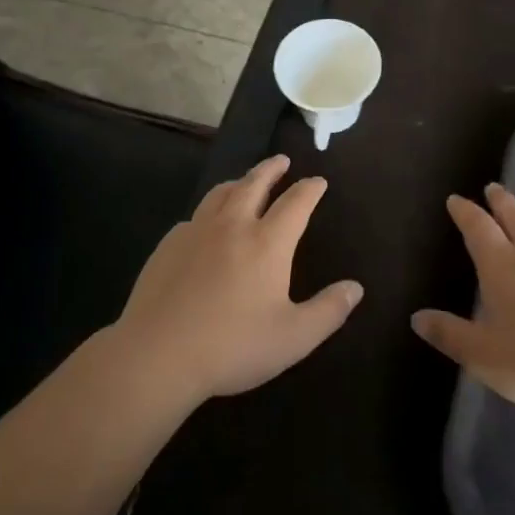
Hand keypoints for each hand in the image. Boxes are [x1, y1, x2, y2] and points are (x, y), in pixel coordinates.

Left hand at [114, 155, 362, 405]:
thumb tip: (356, 288)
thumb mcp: (293, 337)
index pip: (295, 203)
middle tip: (281, 161)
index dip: (310, 189)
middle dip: (271, 169)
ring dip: (239, 182)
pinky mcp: (168, 245)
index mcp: (267, 243)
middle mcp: (233, 226)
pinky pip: (194, 216)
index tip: (318, 181)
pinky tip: (206, 223)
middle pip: (254, 184)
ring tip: (245, 182)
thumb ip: (328, 311)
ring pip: (220, 193)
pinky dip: (209, 210)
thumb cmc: (232, 346)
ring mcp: (196, 232)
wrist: (158, 354)